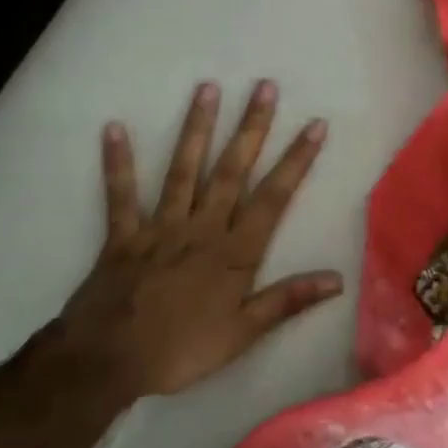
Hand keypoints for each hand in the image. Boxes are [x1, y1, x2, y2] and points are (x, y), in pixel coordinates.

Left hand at [58, 81, 341, 397]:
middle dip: (252, 127)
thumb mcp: (243, 333)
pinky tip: (114, 127)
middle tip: (265, 87)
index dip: (297, 159)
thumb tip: (338, 279)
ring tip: (207, 88)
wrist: (108, 361)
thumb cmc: (182, 349)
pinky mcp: (124, 234)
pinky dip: (118, 162)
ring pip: (184, 170)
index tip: (315, 124)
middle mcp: (202, 227)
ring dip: (197, 129)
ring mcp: (160, 226)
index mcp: (234, 250)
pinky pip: (121, 194)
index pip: (274, 196)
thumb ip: (288, 300)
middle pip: (232, 170)